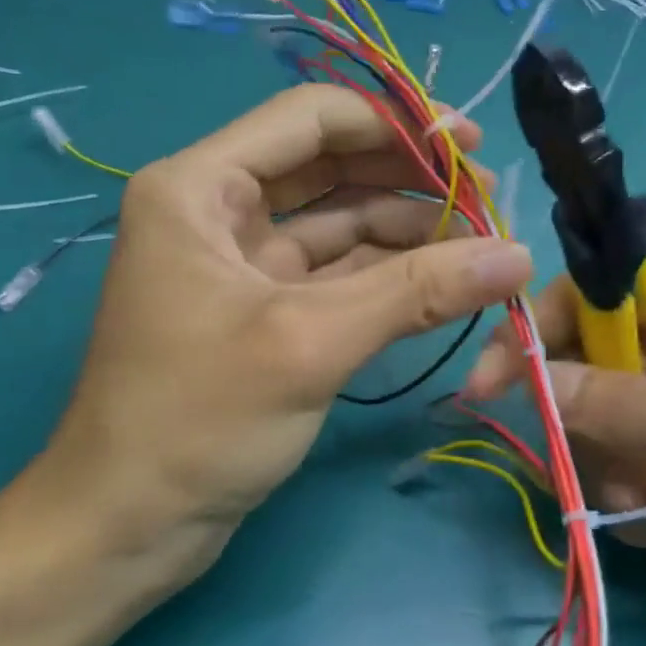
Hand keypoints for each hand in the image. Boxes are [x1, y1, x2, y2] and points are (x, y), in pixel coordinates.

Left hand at [27, 84, 532, 579]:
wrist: (126, 527)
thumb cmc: (196, 420)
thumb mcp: (309, 343)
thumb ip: (415, 292)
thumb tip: (518, 257)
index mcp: (199, 187)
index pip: (310, 119)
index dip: (395, 123)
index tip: (468, 145)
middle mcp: (216, 211)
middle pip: (328, 167)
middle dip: (407, 178)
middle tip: (487, 199)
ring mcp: (241, 264)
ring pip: (336, 223)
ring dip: (404, 228)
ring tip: (479, 242)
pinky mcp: (262, 312)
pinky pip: (333, 273)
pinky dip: (385, 274)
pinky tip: (442, 280)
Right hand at [462, 264, 645, 645]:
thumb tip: (538, 379)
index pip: (610, 289)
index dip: (545, 329)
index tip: (495, 388)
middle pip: (599, 358)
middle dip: (594, 425)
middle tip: (618, 482)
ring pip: (608, 417)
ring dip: (618, 472)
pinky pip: (633, 460)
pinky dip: (642, 500)